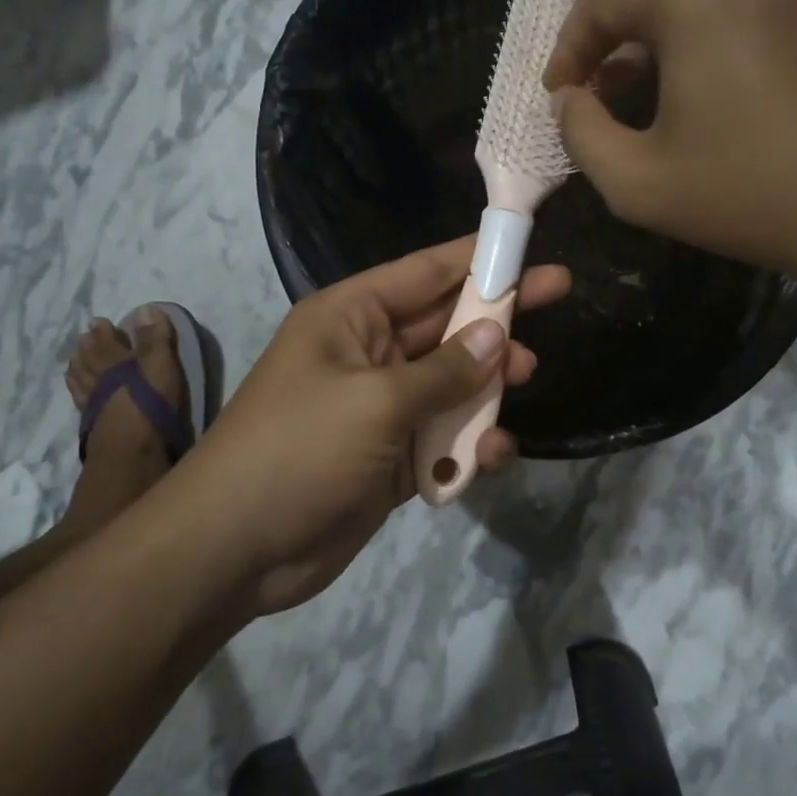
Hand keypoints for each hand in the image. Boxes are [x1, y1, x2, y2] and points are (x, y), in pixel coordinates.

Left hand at [189, 239, 569, 615]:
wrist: (236, 551)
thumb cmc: (299, 450)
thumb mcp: (376, 402)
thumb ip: (444, 370)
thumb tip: (497, 337)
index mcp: (351, 317)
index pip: (425, 272)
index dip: (478, 256)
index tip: (529, 245)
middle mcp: (369, 353)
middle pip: (446, 322)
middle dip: (497, 314)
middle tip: (559, 295)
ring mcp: (382, 407)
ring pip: (452, 380)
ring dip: (489, 381)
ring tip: (527, 376)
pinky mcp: (393, 457)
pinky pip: (444, 436)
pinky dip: (470, 442)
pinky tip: (492, 455)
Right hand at [543, 0, 796, 275]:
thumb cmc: (743, 191)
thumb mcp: (636, 181)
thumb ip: (580, 134)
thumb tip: (568, 101)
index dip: (568, 46)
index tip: (558, 94)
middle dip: (606, 6)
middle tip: (591, 64)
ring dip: (648, 9)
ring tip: (632, 76)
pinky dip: (689, 16)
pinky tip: (683, 77)